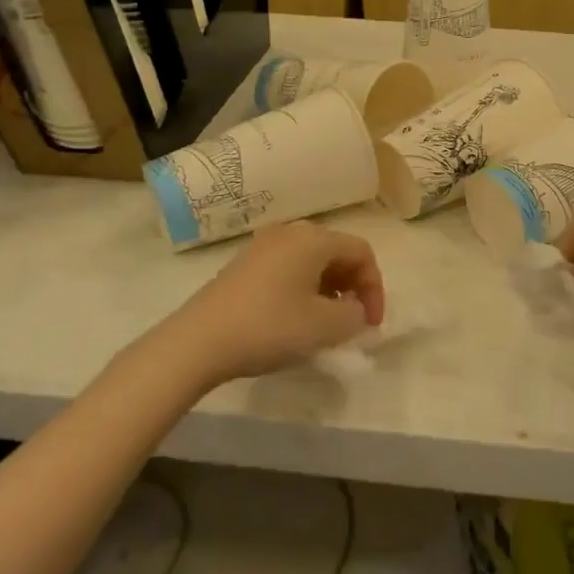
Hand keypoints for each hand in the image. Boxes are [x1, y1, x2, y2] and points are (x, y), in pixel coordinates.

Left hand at [163, 222, 385, 383]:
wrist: (198, 341)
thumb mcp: (326, 327)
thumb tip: (354, 309)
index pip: (362, 252)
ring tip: (324, 323)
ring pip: (311, 261)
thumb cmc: (270, 327)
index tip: (371, 324)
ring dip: (328, 289)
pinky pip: (288, 269)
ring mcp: (262, 246)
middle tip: (352, 321)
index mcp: (314, 239)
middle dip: (352, 286)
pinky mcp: (244, 265)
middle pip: (336, 252)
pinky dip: (303, 289)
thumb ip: (355, 315)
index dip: (375, 287)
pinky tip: (294, 319)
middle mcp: (290, 232)